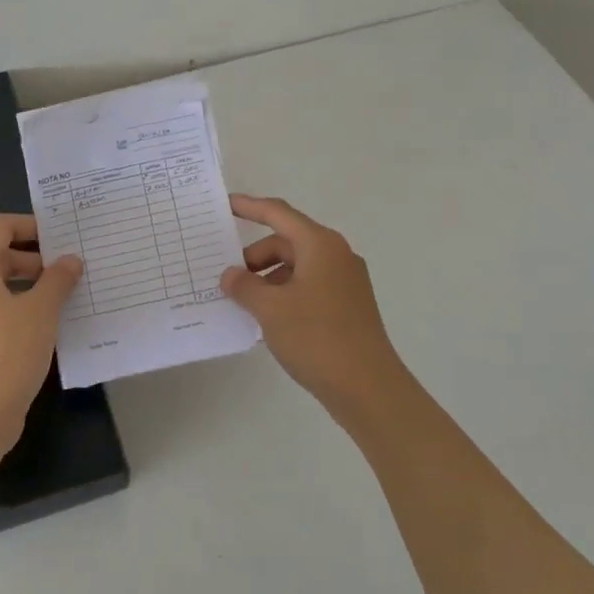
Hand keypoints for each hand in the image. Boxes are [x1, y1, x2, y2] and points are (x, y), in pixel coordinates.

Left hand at [0, 213, 81, 453]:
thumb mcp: (42, 311)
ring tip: (62, 298)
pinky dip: (16, 308)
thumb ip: (58, 280)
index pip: (0, 228)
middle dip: (34, 259)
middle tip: (68, 270)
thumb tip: (70, 261)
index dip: (31, 225)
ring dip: (28, 286)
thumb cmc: (8, 352)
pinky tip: (44, 326)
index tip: (61, 238)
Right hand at [220, 195, 408, 412]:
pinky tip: (269, 321)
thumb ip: (244, 286)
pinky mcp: (348, 307)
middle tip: (230, 281)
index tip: (225, 205)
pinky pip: (309, 287)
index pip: (278, 214)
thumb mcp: (270, 309)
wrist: (368, 387)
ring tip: (246, 306)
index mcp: (320, 245)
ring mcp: (345, 282)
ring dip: (269, 279)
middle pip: (287, 242)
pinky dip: (285, 295)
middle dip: (256, 257)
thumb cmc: (317, 337)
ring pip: (297, 267)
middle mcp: (336, 255)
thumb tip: (231, 275)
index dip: (250, 207)